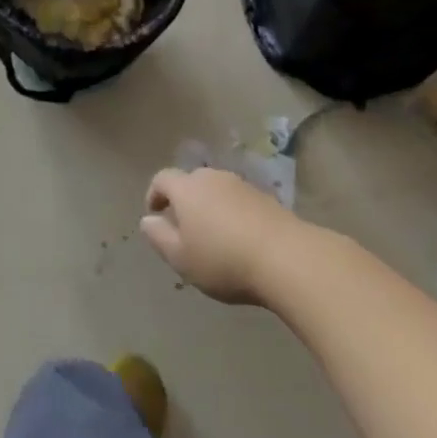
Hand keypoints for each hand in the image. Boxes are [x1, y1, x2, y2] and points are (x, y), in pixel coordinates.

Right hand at [140, 167, 299, 304]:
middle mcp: (212, 178)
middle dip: (184, 201)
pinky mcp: (267, 199)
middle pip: (191, 182)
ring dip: (211, 208)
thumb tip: (148, 220)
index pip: (162, 179)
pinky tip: (242, 240)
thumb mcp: (181, 258)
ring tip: (215, 237)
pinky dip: (234, 215)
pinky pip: (240, 202)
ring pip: (217, 191)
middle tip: (185, 229)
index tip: (155, 215)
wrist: (288, 258)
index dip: (154, 194)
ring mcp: (242, 186)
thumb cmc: (224, 259)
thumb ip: (159, 237)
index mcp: (186, 188)